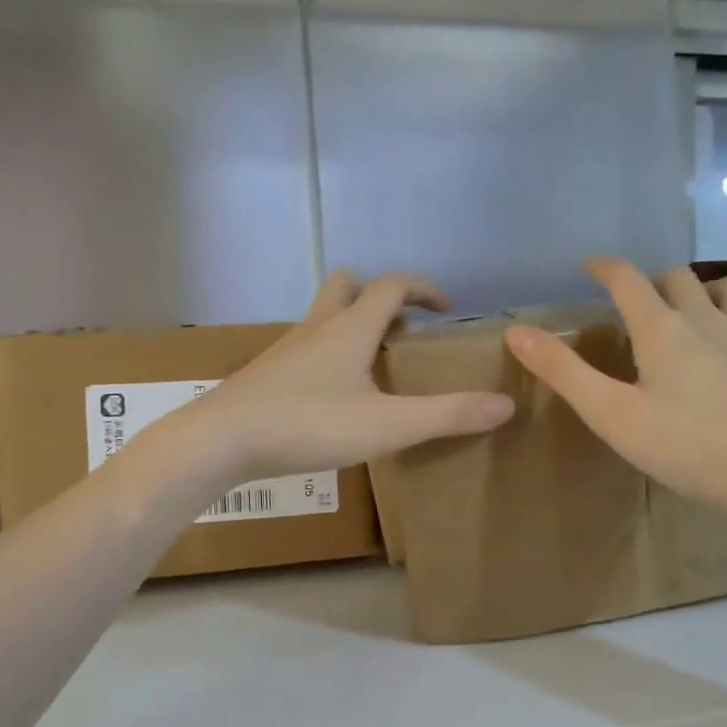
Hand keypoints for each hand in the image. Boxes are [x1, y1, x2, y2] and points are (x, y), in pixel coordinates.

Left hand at [178, 271, 514, 481]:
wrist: (222, 440)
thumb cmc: (308, 424)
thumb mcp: (387, 426)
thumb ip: (446, 415)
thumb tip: (505, 404)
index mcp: (350, 328)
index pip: (392, 285)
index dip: (423, 288)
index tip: (446, 308)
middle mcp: (317, 327)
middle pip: (346, 285)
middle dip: (378, 295)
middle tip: (401, 327)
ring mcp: (286, 348)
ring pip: (322, 316)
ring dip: (350, 323)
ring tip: (372, 361)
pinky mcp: (267, 372)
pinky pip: (305, 346)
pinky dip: (327, 352)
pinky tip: (332, 392)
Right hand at [503, 257, 726, 529]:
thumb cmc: (691, 449)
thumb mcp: (613, 415)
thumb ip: (564, 372)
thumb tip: (515, 331)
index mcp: (664, 331)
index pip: (628, 279)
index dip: (605, 267)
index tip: (589, 266)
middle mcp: (710, 322)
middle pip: (680, 277)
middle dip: (653, 280)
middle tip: (636, 302)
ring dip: (709, 290)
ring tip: (694, 312)